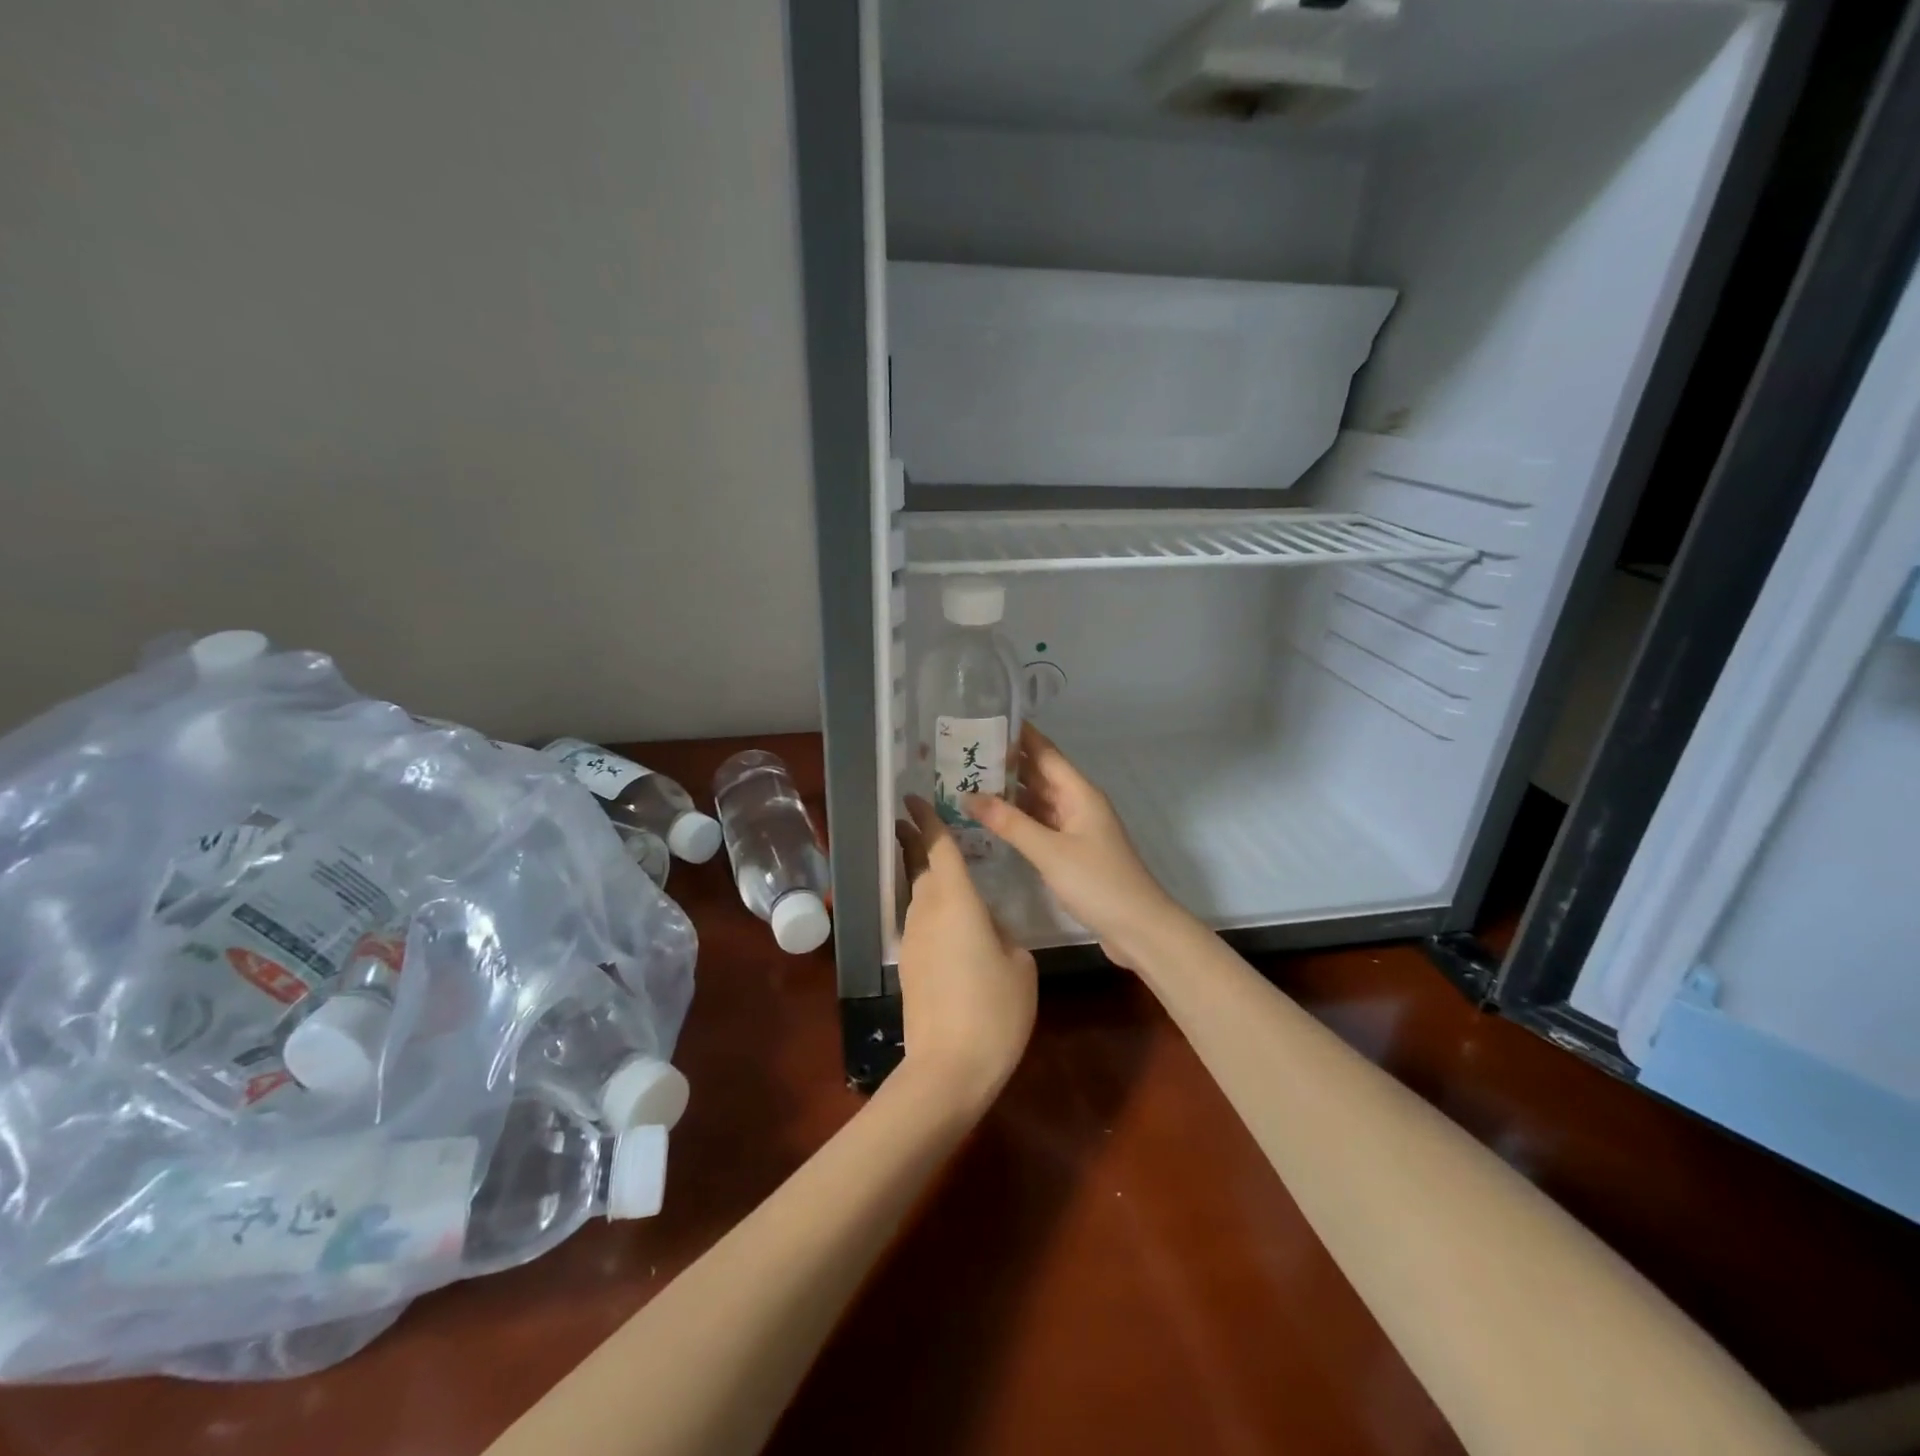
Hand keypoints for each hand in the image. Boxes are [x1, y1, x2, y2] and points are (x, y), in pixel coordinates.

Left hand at [893, 797, 1036, 1107]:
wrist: (948, 1067)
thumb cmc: (994, 1008)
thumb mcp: (1019, 963)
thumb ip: (1003, 931)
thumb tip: (986, 924)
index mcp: (956, 900)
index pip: (938, 847)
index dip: (928, 819)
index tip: (913, 797)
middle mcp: (927, 910)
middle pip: (919, 865)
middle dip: (914, 840)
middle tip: (912, 819)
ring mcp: (914, 938)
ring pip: (917, 893)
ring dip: (920, 872)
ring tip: (933, 861)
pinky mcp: (911, 964)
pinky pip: (920, 921)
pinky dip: (929, 905)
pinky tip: (947, 916)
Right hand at [965, 725, 1179, 970]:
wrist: (1139, 928)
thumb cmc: (1098, 882)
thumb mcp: (1049, 851)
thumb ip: (1009, 823)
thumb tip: (968, 796)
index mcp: (1079, 792)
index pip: (1044, 752)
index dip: (1017, 734)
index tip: (983, 719)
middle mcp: (1077, 803)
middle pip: (1038, 774)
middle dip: (1005, 764)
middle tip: (963, 754)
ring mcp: (1075, 828)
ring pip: (1037, 801)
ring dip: (1008, 793)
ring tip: (967, 783)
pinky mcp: (1071, 851)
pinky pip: (1039, 825)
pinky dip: (1017, 820)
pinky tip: (990, 820)